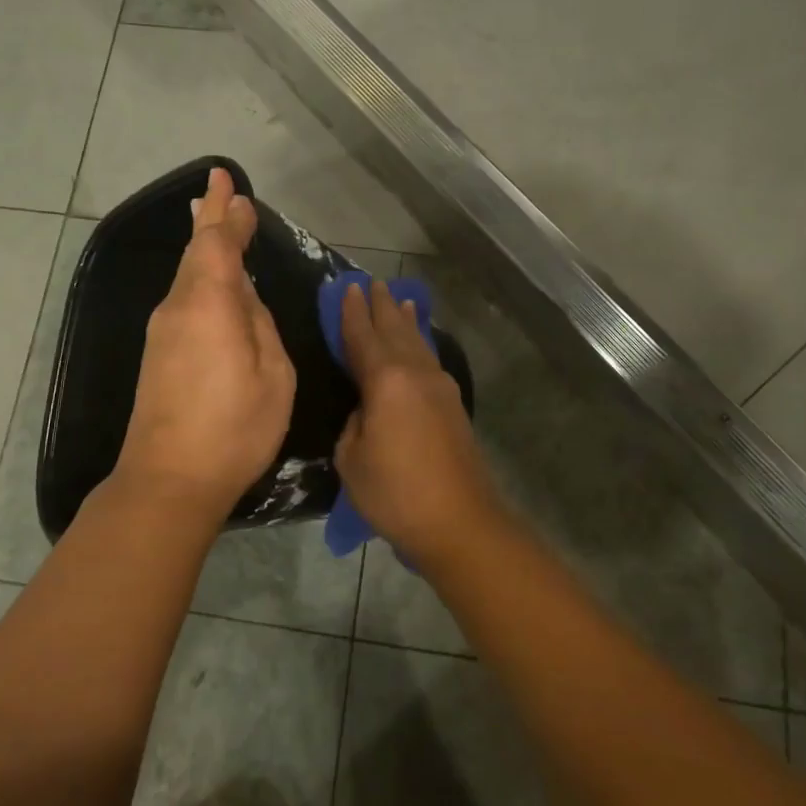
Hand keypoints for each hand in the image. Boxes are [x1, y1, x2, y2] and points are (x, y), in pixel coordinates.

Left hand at [112, 168, 296, 529]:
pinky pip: (184, 299)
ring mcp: (163, 331)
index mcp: (209, 302)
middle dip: (210, 219)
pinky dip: (200, 277)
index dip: (225, 210)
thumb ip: (260, 325)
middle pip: (195, 252)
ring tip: (216, 222)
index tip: (227, 180)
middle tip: (219, 189)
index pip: (216, 241)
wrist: (168, 481)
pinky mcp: (158, 355)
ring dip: (204, 247)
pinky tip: (212, 281)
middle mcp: (179, 307)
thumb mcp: (272, 373)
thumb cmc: (234, 427)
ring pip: (187, 275)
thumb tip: (244, 299)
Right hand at [334, 279, 500, 564]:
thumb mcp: (352, 458)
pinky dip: (421, 343)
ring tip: (402, 300)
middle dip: (382, 306)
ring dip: (406, 320)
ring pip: (418, 342)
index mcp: (386, 380)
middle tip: (373, 283)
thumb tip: (366, 410)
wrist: (458, 521)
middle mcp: (416, 373)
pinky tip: (421, 344)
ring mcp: (440, 387)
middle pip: (396, 329)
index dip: (352, 312)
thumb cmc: (396, 492)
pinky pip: (430, 359)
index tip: (347, 287)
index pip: (363, 336)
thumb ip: (354, 423)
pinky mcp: (453, 405)